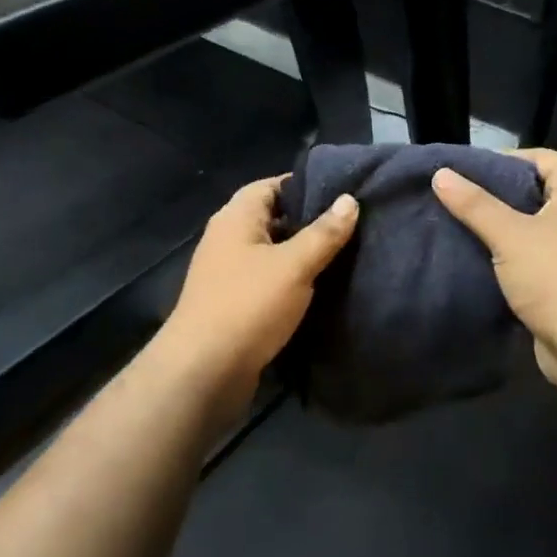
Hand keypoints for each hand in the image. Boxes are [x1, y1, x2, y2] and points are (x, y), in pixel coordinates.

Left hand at [153, 175, 358, 399]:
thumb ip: (324, 233)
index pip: (272, 185)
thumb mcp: (294, 265)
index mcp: (236, 218)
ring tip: (345, 255)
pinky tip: (321, 289)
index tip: (343, 193)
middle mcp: (228, 239)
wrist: (204, 371)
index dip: (306, 185)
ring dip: (302, 255)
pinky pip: (268, 281)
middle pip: (273, 218)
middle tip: (352, 225)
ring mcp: (228, 273)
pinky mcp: (234, 303)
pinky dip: (291, 281)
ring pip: (272, 252)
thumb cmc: (248, 305)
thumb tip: (350, 200)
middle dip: (309, 221)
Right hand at [432, 149, 556, 396]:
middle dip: (497, 194)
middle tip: (457, 197)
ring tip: (461, 224)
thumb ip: (474, 204)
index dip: (504, 159)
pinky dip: (511, 252)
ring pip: (534, 224)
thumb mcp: (509, 236)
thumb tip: (441, 173)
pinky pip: (536, 253)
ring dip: (502, 226)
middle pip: (537, 189)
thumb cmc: (555, 278)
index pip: (542, 157)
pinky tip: (480, 256)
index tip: (466, 171)